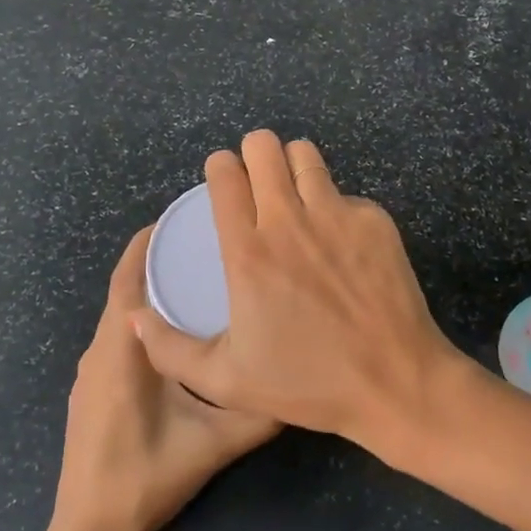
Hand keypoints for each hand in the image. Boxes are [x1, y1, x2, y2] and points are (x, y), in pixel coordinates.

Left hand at [49, 228, 280, 530]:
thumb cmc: (146, 478)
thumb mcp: (213, 444)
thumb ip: (258, 414)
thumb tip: (300, 384)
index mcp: (121, 350)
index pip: (128, 278)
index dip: (148, 244)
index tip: (183, 221)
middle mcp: (99, 351)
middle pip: (125, 291)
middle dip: (159, 264)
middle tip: (205, 248)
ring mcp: (90, 372)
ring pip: (121, 317)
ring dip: (151, 295)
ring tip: (198, 284)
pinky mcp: (91, 391)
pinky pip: (118, 340)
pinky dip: (144, 324)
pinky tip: (177, 337)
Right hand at [133, 131, 462, 453]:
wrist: (395, 381)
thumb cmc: (308, 383)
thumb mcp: (225, 381)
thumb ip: (170, 349)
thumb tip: (135, 317)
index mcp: (249, 252)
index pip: (226, 175)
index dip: (219, 167)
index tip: (222, 178)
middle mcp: (291, 220)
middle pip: (264, 147)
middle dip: (254, 153)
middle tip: (256, 178)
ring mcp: (338, 215)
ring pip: (306, 155)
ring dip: (292, 164)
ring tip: (293, 191)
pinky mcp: (375, 220)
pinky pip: (345, 193)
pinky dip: (334, 204)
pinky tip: (337, 239)